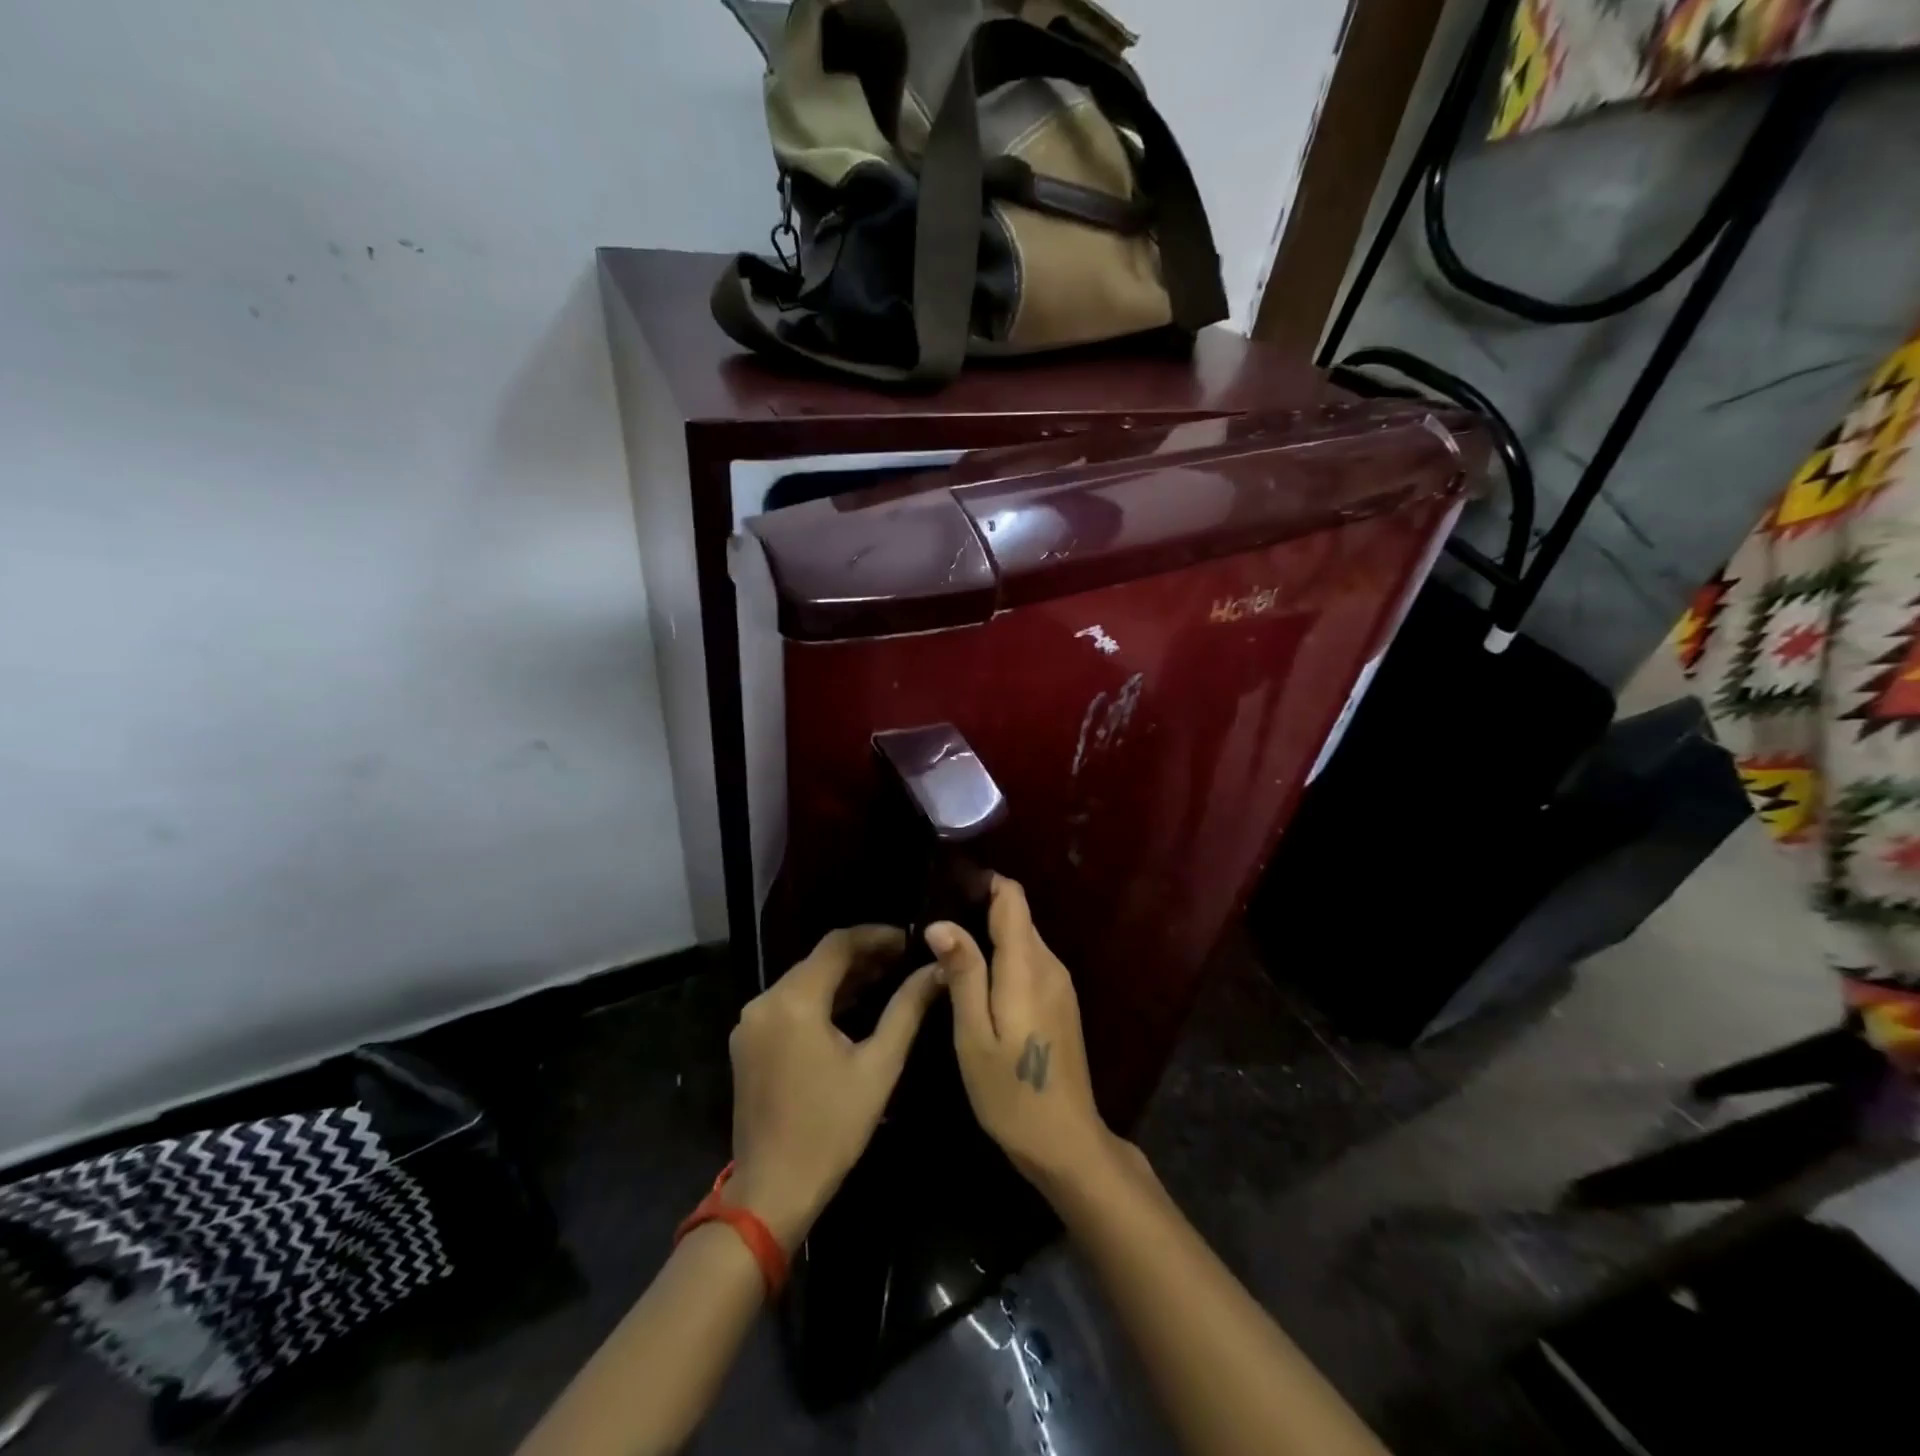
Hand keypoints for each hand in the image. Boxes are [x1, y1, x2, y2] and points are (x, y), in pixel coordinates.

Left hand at [727, 926, 940, 1251]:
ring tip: (886, 979)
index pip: (838, 943)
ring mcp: (750, 1022)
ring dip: (843, 977)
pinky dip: (820, 998)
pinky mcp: (747, 1042)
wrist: (772, 1191)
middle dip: (862, 955)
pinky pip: (788, 1003)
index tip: (911, 939)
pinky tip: (851, 1007)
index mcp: (794, 1001)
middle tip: (904, 960)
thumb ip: (908, 1009)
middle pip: (819, 960)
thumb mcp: (879, 1066)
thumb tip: (937, 969)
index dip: (876, 935)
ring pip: (803, 981)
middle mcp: (764, 1001)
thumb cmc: (832, 1129)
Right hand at [924, 876, 1118, 1194]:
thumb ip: (963, 974)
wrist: (1066, 1142)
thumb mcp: (973, 1036)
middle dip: (981, 910)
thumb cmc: (1011, 1092)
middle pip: (1018, 917)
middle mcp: (1050, 965)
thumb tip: (942, 923)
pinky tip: (979, 983)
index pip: (1013, 899)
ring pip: (1024, 939)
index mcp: (1027, 966)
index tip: (949, 887)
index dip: (984, 883)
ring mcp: (1060, 984)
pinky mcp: (1062, 1002)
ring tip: (950, 954)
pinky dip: (1005, 960)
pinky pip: (1030, 962)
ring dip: (991, 937)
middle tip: (937, 928)